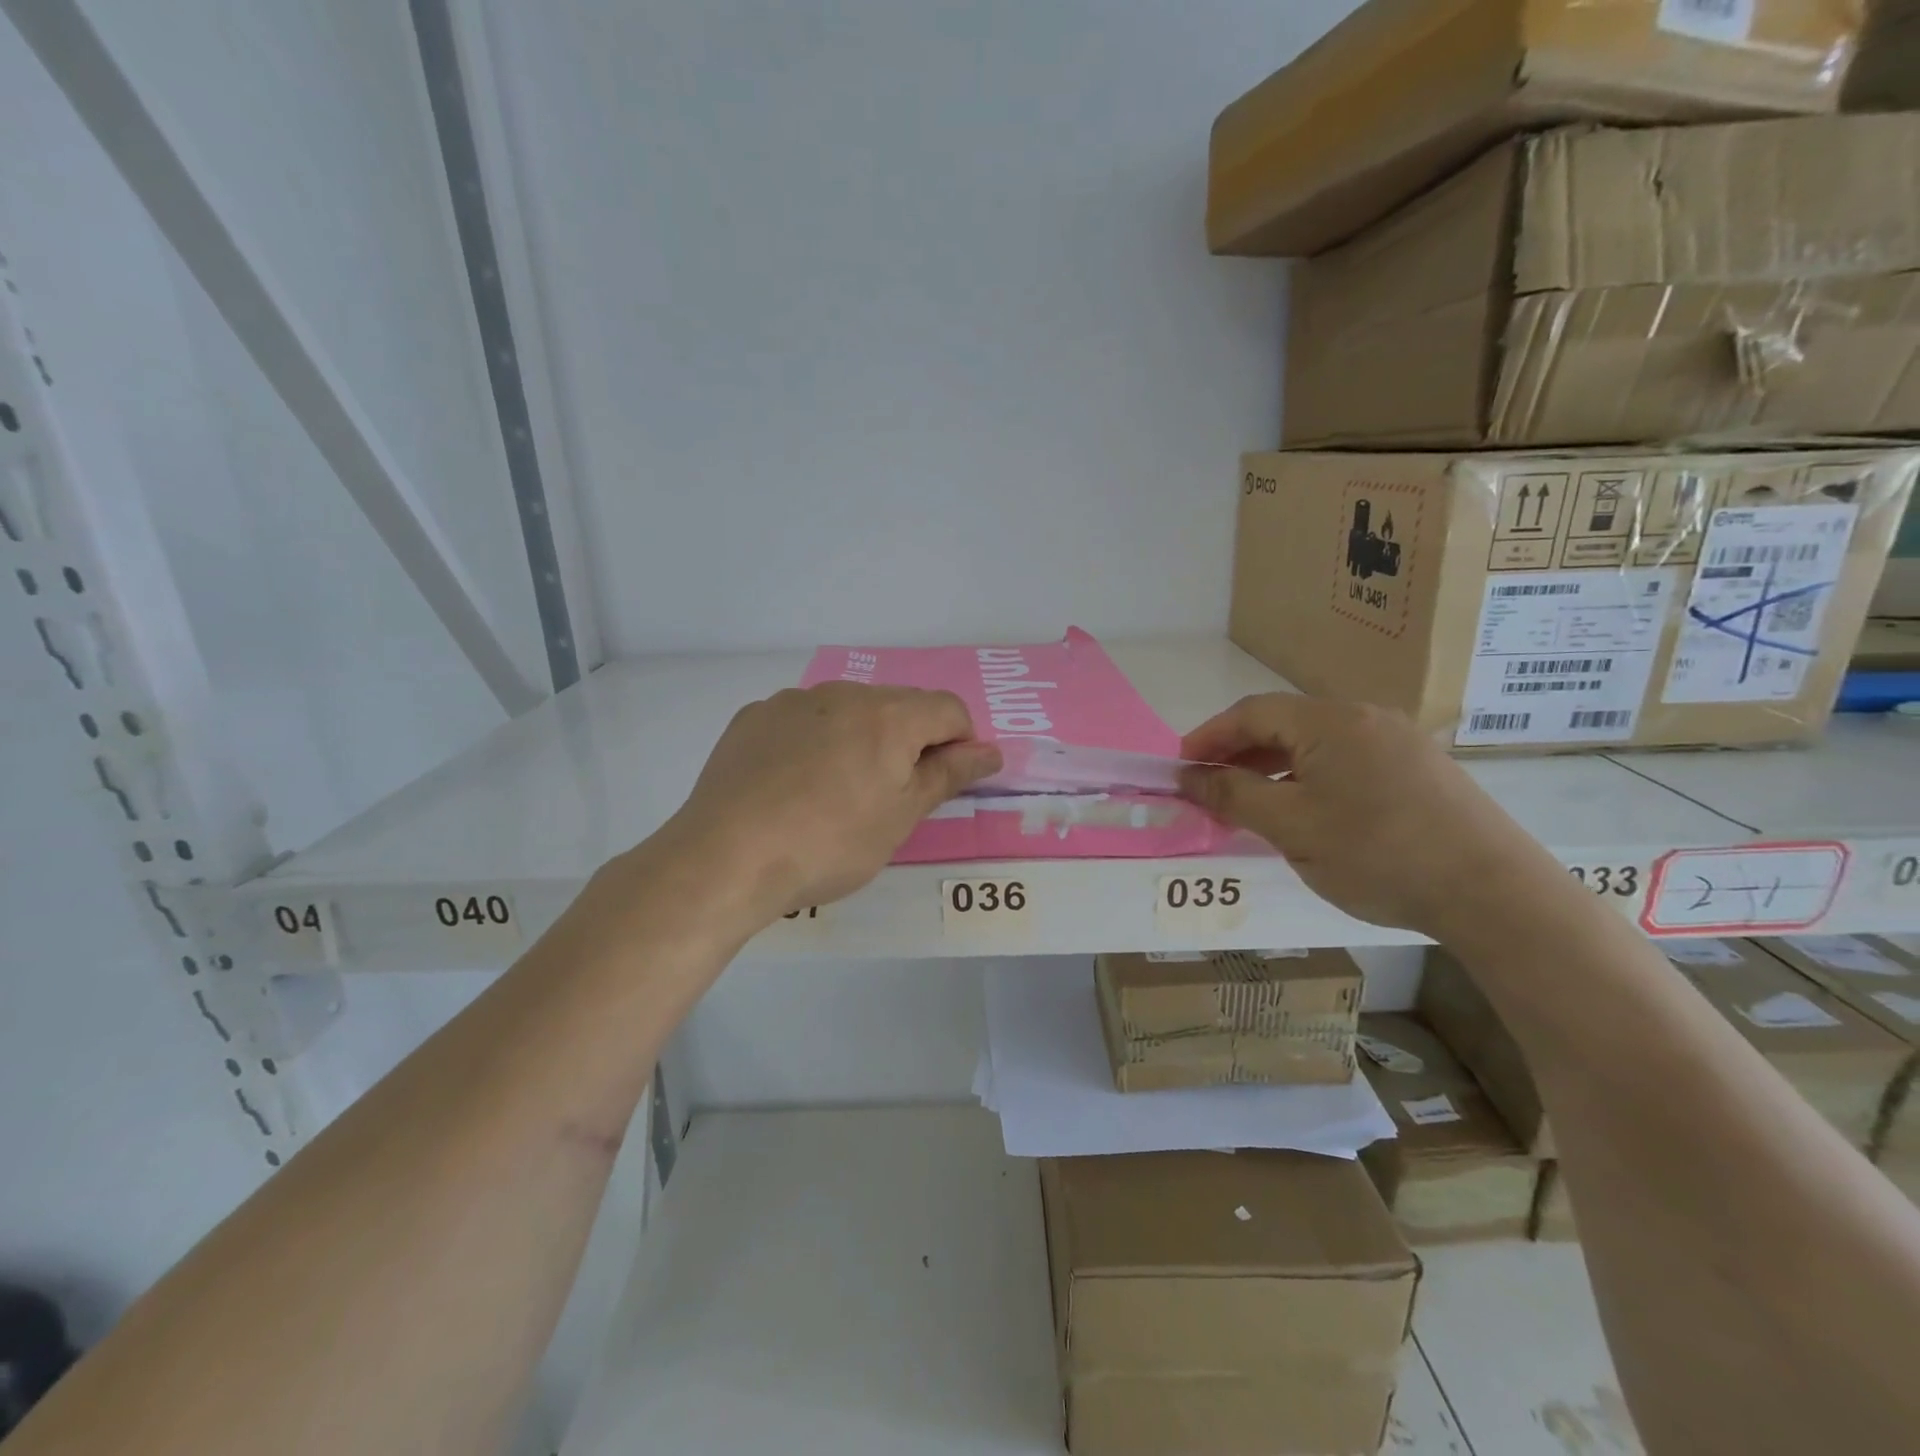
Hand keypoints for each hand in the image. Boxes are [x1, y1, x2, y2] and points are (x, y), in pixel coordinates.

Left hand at [660, 682, 1001, 920]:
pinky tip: (792, 786)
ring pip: (847, 712)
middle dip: (907, 743)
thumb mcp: (900, 818)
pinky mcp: (753, 718)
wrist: (725, 858)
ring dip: (859, 740)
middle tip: (889, 797)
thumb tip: (991, 751)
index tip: (940, 785)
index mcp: (888, 715)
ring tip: (835, 795)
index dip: (959, 744)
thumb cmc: (829, 844)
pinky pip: (802, 722)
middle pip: (898, 706)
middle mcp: (842, 694)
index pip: (949, 709)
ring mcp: (791, 702)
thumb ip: (948, 775)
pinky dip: (813, 743)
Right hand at [1180, 695, 1559, 935]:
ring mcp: (1398, 741)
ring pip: (1315, 744)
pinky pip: (1346, 761)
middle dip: (1238, 754)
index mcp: (1329, 722)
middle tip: (1209, 791)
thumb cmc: (1378, 854)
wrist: (1494, 893)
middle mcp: (1364, 717)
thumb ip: (1234, 797)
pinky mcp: (1420, 769)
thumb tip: (1189, 777)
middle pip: (1283, 723)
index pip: (1251, 713)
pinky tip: (1305, 813)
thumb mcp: (1292, 828)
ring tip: (1250, 805)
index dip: (1208, 738)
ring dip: (1273, 768)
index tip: (1180, 770)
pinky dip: (1309, 779)